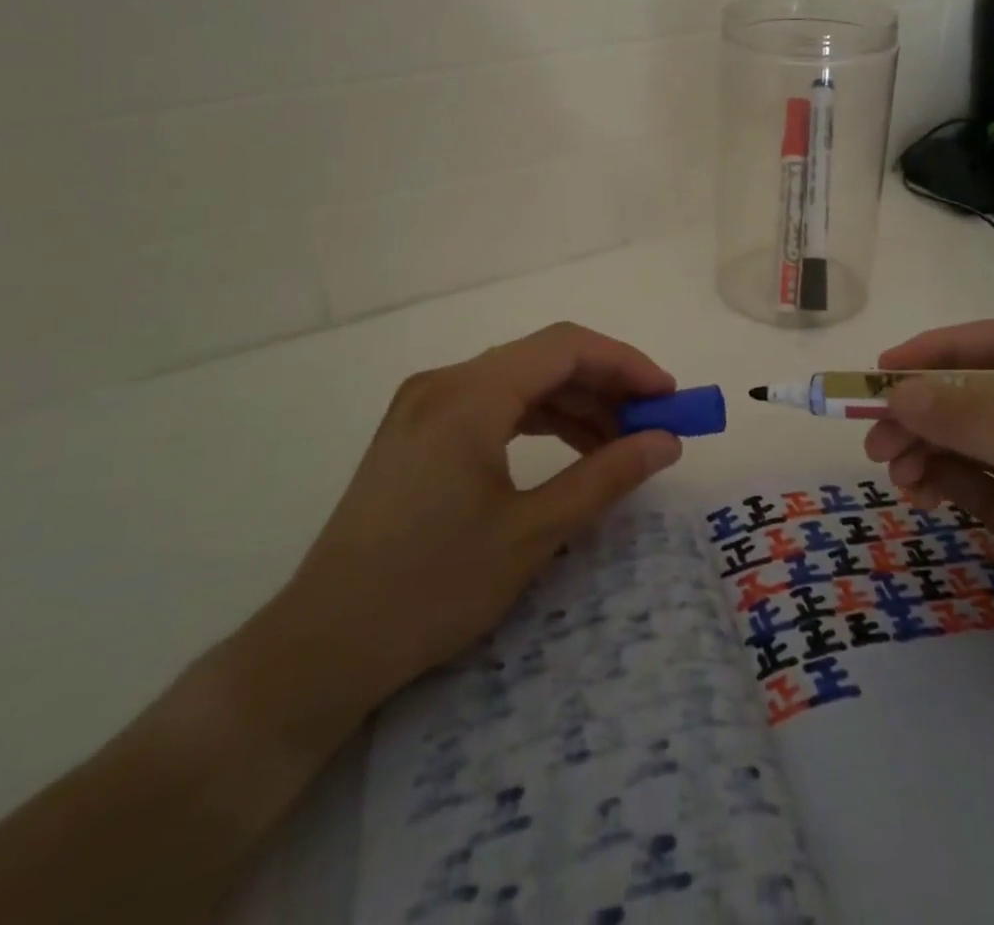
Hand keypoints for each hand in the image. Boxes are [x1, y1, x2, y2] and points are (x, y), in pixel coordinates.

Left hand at [262, 322, 682, 720]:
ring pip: (518, 382)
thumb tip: (666, 441)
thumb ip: (607, 476)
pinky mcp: (415, 432)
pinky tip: (568, 452)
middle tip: (651, 425)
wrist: (324, 646)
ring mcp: (424, 405)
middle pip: (542, 359)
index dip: (626, 364)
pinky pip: (491, 406)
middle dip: (604, 386)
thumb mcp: (533, 532)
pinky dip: (537, 421)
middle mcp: (445, 382)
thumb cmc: (433, 587)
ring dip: (573, 405)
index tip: (669, 398)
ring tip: (618, 445)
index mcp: (471, 393)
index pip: (566, 347)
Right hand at [865, 320, 993, 736]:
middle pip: (969, 395)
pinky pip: (963, 480)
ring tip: (892, 474)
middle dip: (920, 411)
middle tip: (874, 439)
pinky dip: (933, 480)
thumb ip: (981, 430)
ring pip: (959, 438)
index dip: (938, 351)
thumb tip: (899, 392)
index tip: (884, 372)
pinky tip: (915, 497)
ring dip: (920, 447)